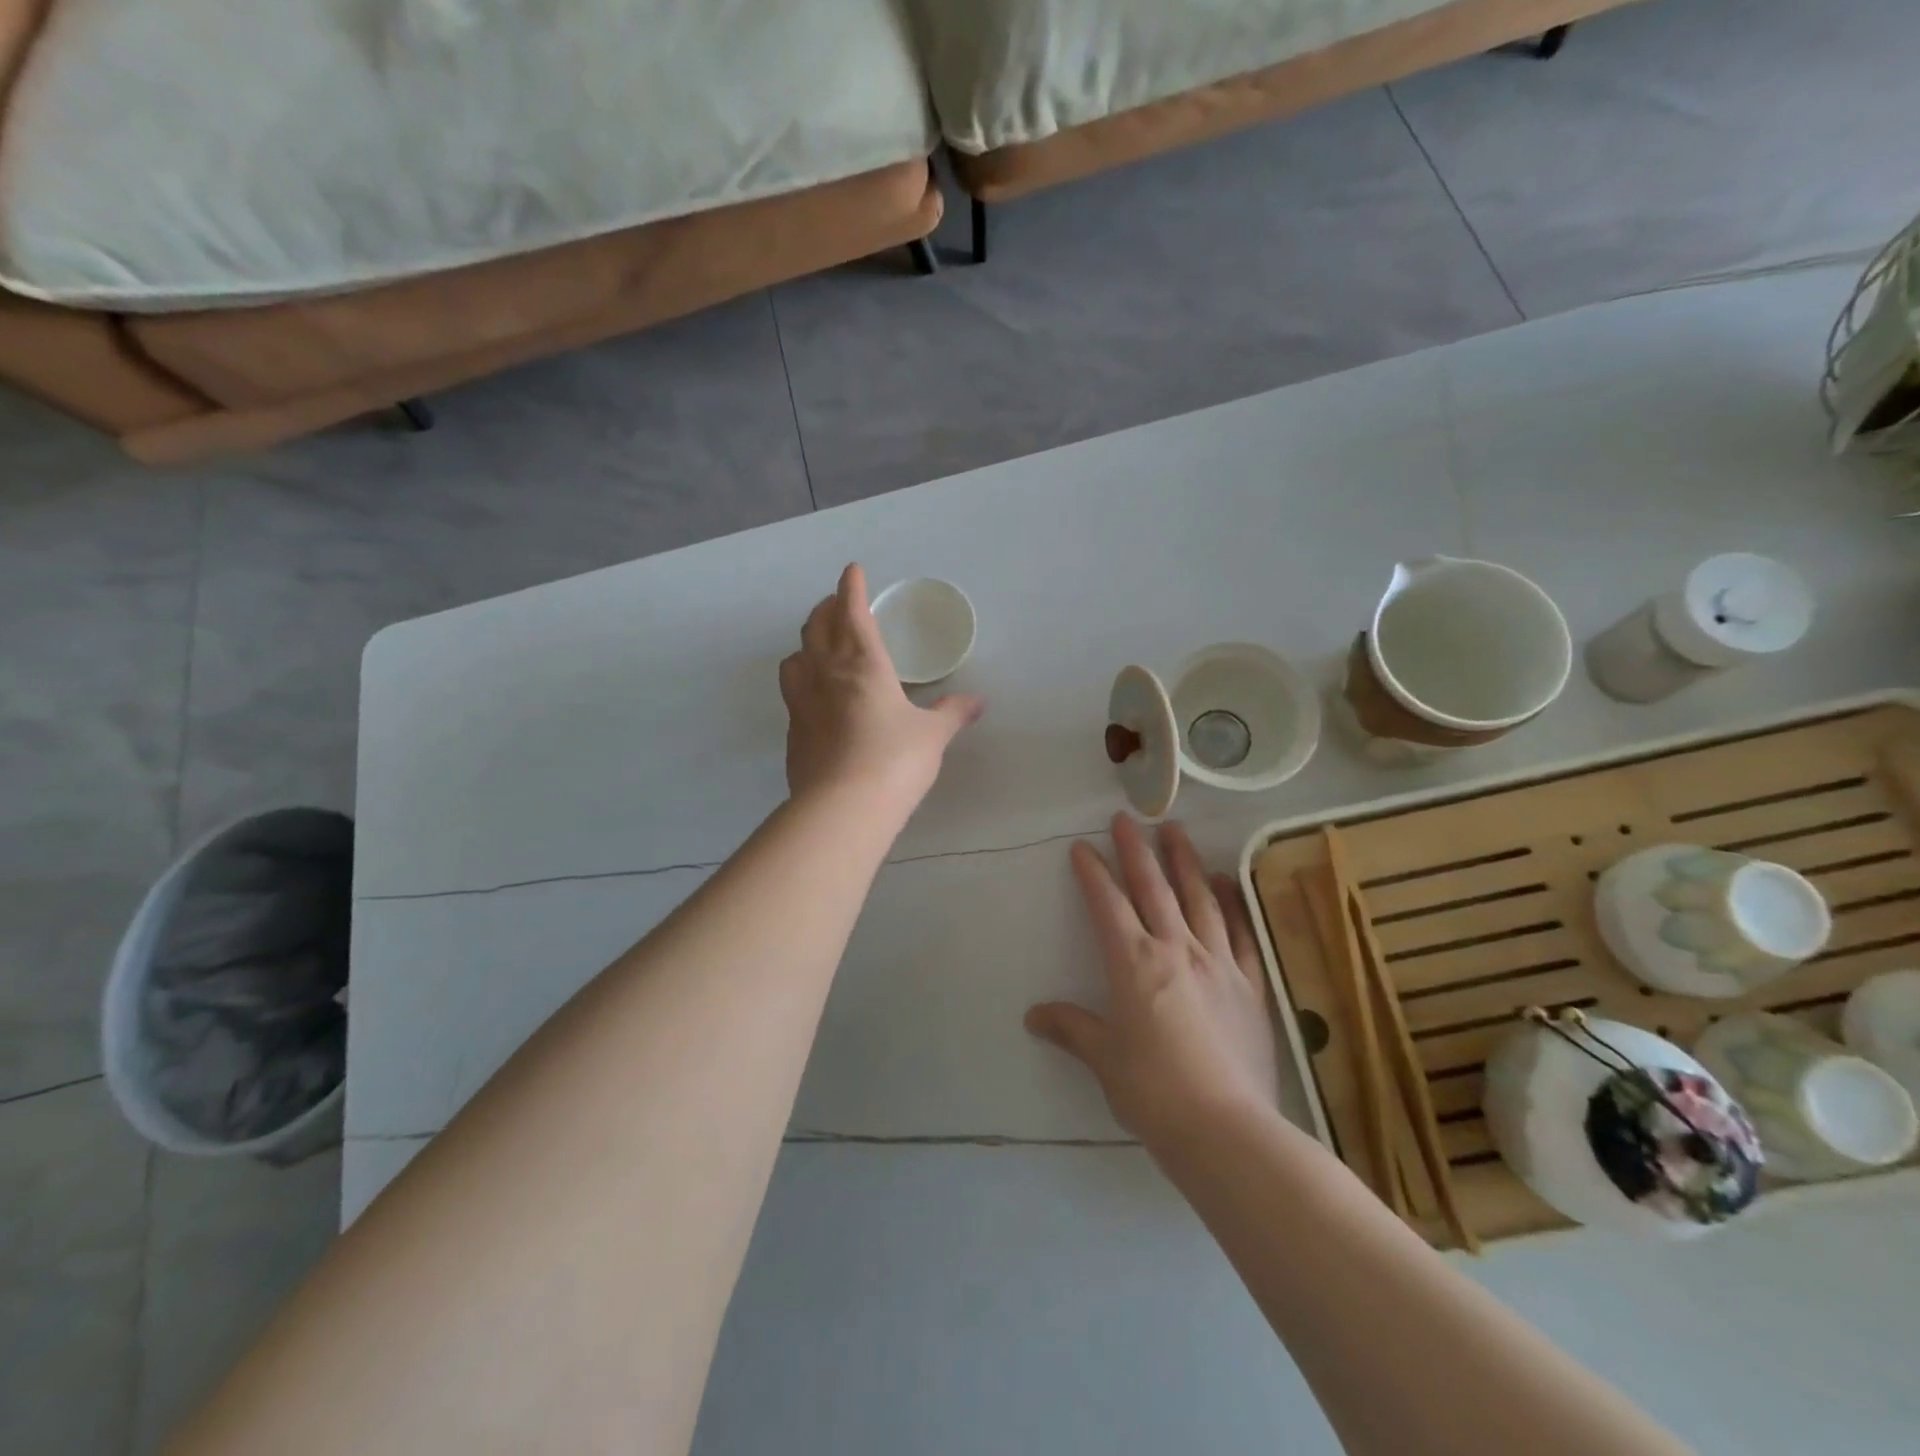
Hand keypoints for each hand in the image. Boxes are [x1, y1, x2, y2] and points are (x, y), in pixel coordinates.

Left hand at [780, 564, 982, 808]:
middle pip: (817, 628)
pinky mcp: (792, 733)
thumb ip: (952, 714)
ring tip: (819, 647)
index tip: (852, 571)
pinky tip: (815, 698)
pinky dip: (802, 682)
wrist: (843, 808)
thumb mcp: (933, 736)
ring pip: (795, 658)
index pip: (852, 613)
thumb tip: (978, 702)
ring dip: (807, 644)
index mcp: (863, 665)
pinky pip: (792, 693)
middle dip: (826, 609)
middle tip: (837, 603)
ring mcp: (802, 704)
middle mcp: (826, 675)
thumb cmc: (894, 761)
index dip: (852, 588)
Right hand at [1027, 814, 1278, 1149]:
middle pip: (1153, 888)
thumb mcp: (1105, 1060)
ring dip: (1184, 861)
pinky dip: (1233, 903)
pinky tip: (1226, 882)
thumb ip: (1072, 1029)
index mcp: (1134, 964)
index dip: (1092, 873)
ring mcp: (1218, 964)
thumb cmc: (1154, 1092)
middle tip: (1126, 818)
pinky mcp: (1251, 985)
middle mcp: (1176, 950)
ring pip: (1199, 898)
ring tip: (1176, 831)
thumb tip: (1034, 1015)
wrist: (1225, 1130)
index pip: (1108, 904)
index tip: (1082, 846)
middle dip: (1136, 850)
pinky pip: (1241, 933)